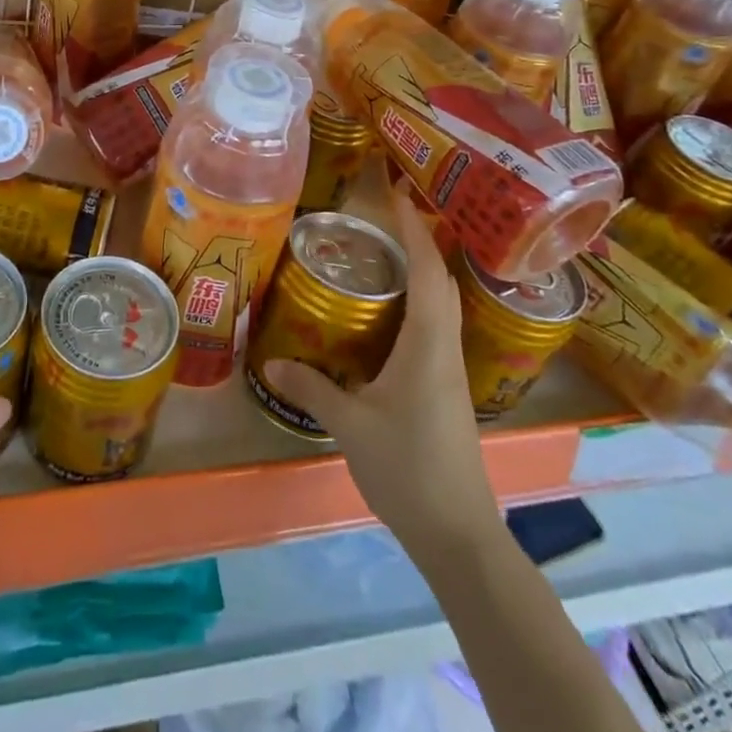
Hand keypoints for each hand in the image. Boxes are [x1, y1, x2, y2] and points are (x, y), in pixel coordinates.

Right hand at [264, 198, 498, 547]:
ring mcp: (452, 371)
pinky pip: (437, 327)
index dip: (414, 231)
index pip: (427, 273)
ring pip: (443, 304)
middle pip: (442, 281)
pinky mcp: (448, 390)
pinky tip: (395, 309)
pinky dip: (421, 301)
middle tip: (389, 213)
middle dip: (421, 241)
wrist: (460, 536)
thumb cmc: (408, 471)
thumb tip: (271, 364)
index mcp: (428, 347)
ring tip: (388, 249)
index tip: (400, 195)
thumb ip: (312, 389)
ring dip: (424, 270)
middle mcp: (446, 349)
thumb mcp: (351, 426)